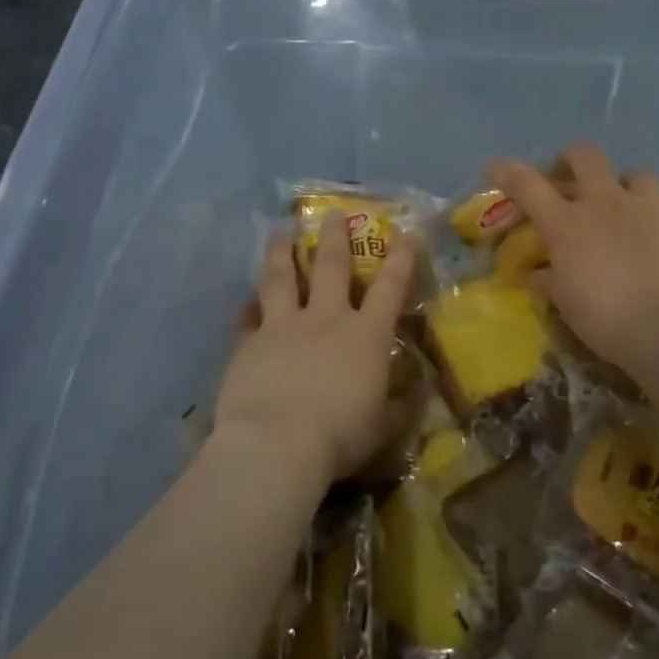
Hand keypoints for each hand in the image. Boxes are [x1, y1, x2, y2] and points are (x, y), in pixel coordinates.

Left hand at [212, 218, 416, 488]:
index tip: (405, 231)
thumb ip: (398, 405)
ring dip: (282, 251)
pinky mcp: (249, 343)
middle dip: (335, 236)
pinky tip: (245, 302)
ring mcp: (283, 327)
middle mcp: (327, 319)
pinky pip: (248, 317)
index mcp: (366, 335)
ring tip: (280, 230)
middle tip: (332, 213)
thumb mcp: (383, 426)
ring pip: (282, 277)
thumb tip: (413, 390)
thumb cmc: (340, 436)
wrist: (276, 446)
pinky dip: (248, 308)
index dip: (401, 258)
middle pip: (331, 266)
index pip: (391, 287)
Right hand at [489, 143, 658, 378]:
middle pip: (585, 154)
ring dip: (629, 186)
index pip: (528, 185)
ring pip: (639, 173)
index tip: (496, 168)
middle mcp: (607, 202)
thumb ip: (550, 282)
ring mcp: (651, 205)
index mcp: (568, 224)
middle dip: (573, 158)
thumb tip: (536, 275)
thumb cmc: (607, 321)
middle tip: (571, 176)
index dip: (508, 171)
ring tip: (631, 205)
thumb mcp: (567, 305)